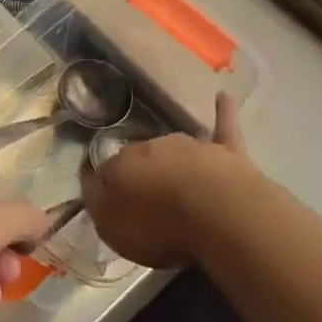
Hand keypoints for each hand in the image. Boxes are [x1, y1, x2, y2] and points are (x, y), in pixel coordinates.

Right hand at [83, 93, 258, 266]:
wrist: (214, 212)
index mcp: (122, 165)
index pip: (106, 172)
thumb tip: (94, 187)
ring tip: (173, 180)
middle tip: (146, 200)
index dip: (107, 187)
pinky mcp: (227, 150)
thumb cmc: (158, 225)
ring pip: (175, 148)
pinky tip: (222, 96)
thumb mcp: (111, 225)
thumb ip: (99, 204)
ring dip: (172, 159)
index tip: (109, 201)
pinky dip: (224, 111)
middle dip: (141, 174)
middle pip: (141, 158)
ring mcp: (192, 146)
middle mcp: (153, 148)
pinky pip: (224, 125)